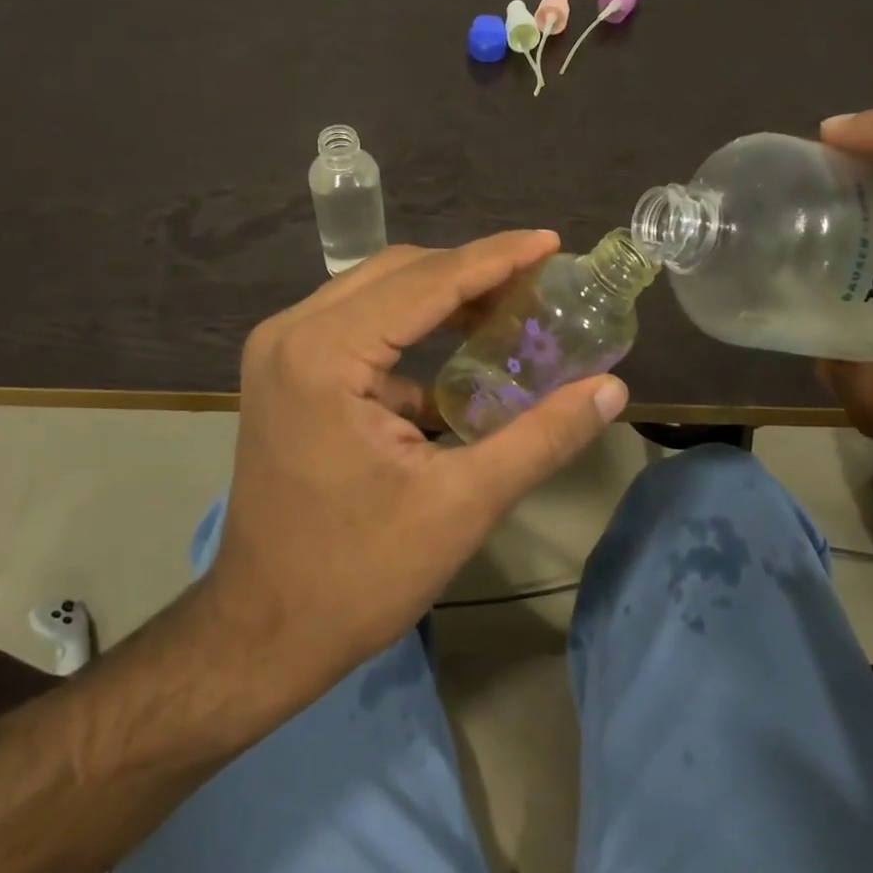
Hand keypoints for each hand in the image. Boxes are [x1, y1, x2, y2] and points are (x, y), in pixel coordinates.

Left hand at [197, 232, 627, 710]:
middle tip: (537, 285)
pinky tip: (458, 360)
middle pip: (397, 274)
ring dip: (440, 298)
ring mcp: (279, 352)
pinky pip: (355, 329)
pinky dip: (409, 333)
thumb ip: (541, 439)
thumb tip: (611, 389)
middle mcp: (292, 334)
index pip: (426, 281)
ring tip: (508, 310)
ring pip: (374, 295)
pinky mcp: (284, 376)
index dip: (496, 257)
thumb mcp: (461, 505)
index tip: (552, 242)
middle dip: (470, 273)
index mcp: (325, 353)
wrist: (262, 630)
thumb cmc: (357, 575)